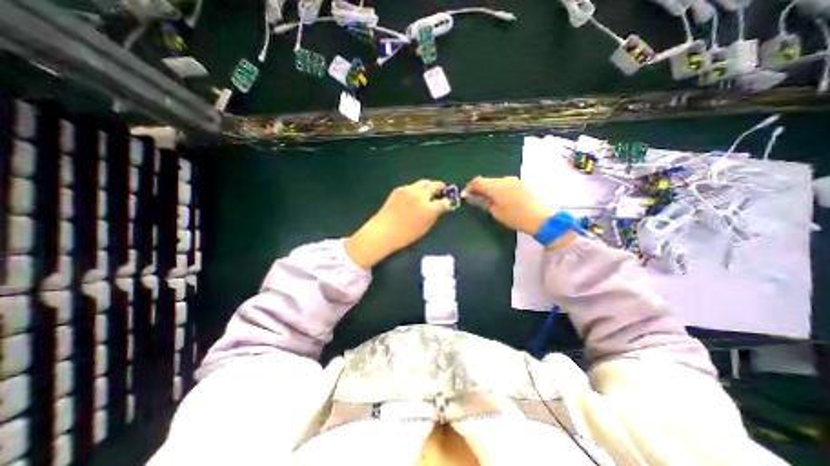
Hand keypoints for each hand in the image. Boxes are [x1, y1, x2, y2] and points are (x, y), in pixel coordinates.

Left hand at [343, 182, 450, 269]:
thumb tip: (440, 207)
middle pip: (435, 185)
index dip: (447, 202)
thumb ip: (434, 215)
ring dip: (429, 186)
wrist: (384, 231)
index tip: (448, 202)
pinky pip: (412, 186)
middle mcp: (421, 196)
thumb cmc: (406, 235)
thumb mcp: (425, 228)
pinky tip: (414, 196)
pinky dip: (416, 189)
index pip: (444, 201)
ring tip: (429, 191)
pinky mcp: (400, 189)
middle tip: (442, 190)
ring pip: (424, 182)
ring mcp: (409, 190)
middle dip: (441, 187)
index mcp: (429, 208)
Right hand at [464, 176, 553, 237]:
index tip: (466, 195)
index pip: (477, 181)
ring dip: (489, 187)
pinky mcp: (520, 183)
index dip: (469, 187)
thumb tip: (472, 197)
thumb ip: (482, 202)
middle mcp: (504, 179)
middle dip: (479, 188)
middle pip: (486, 180)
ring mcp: (514, 180)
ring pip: (495, 181)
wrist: (540, 218)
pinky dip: (498, 188)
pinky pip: (504, 182)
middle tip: (475, 198)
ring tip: (488, 199)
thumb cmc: (515, 217)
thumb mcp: (495, 212)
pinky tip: (500, 197)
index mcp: (496, 187)